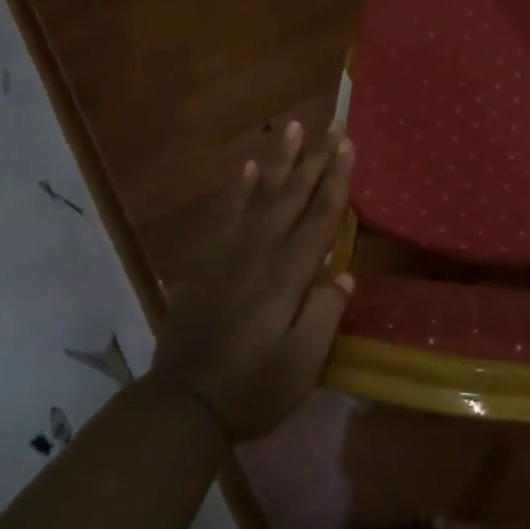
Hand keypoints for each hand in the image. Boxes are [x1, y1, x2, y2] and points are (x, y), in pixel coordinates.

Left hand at [147, 122, 355, 440]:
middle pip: (292, 196)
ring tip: (291, 127)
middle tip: (330, 123)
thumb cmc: (252, 388)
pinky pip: (226, 214)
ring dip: (279, 160)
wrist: (182, 404)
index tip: (347, 144)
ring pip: (260, 195)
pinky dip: (238, 189)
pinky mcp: (207, 263)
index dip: (336, 180)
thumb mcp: (302, 364)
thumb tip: (343, 274)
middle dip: (314, 158)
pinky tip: (249, 169)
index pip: (319, 218)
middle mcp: (259, 253)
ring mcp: (229, 254)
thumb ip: (324, 314)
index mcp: (287, 276)